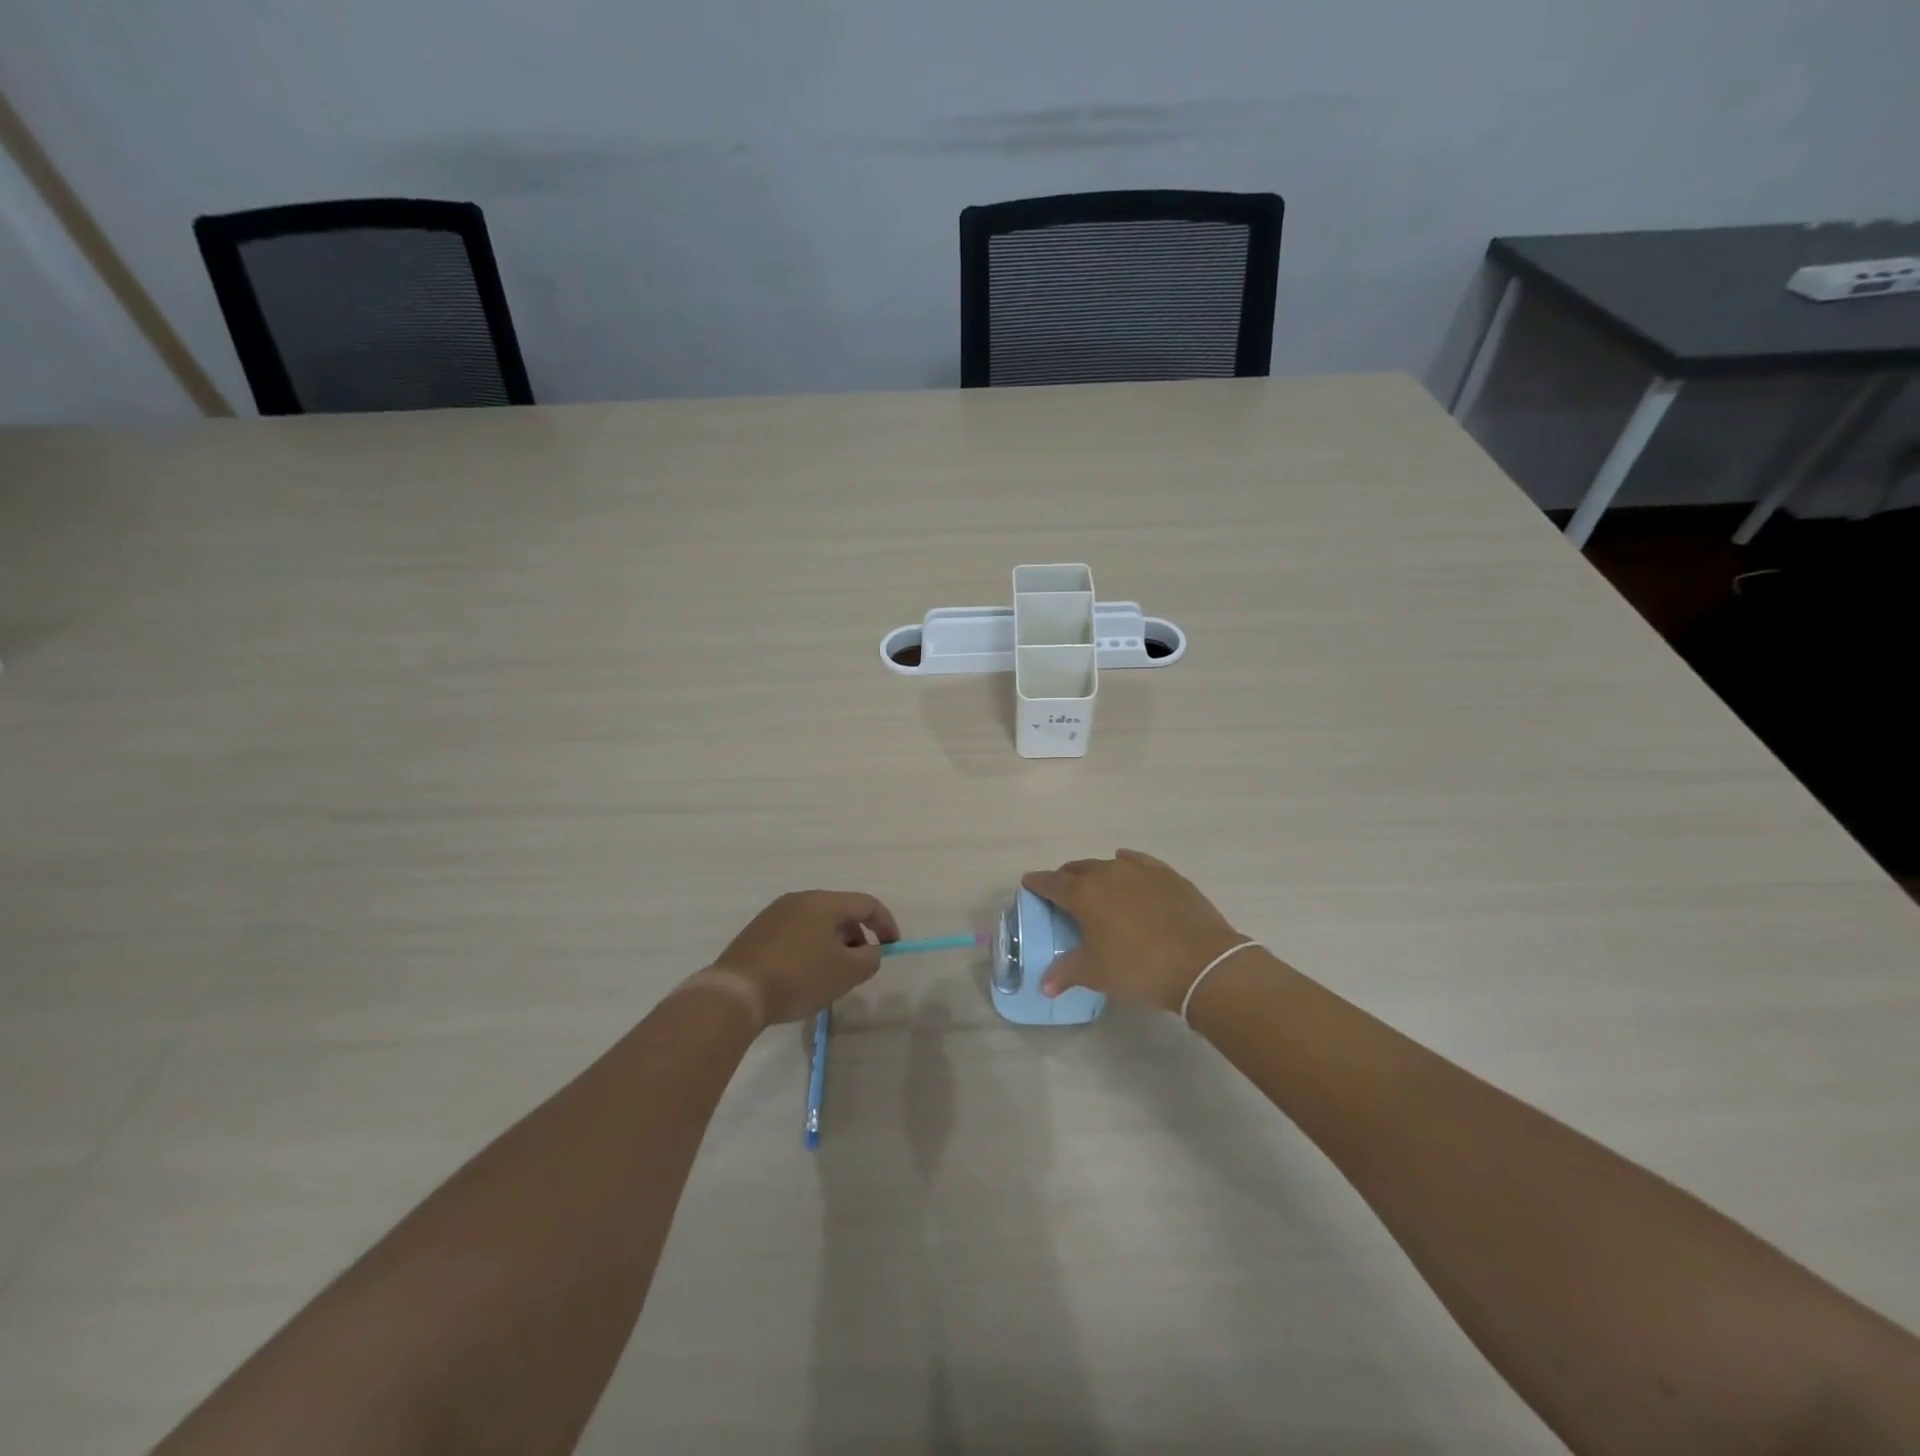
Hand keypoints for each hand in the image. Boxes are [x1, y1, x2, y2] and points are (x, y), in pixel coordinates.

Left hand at [700, 890, 900, 1027]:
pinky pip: (795, 933)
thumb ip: (869, 958)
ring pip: (816, 923)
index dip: (886, 924)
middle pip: (840, 911)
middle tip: (860, 964)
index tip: (893, 947)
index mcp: (823, 902)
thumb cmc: (798, 978)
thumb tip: (869, 951)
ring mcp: (774, 914)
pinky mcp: (756, 932)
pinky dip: (809, 948)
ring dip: (832, 943)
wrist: (736, 993)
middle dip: (857, 935)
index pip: (866, 904)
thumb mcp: (846, 973)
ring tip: (832, 973)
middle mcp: (799, 899)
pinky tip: (803, 975)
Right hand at [1021, 849, 1249, 1012]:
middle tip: (1063, 893)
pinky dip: (1127, 865)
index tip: (1029, 883)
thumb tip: (1045, 984)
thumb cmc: (1139, 968)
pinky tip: (1128, 869)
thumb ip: (1066, 972)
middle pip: (1078, 869)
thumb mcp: (1096, 974)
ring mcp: (1140, 871)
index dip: (1038, 883)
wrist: (1202, 963)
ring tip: (1097, 888)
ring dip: (1097, 873)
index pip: (1052, 883)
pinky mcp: (1167, 875)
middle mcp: (1108, 874)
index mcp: (1084, 894)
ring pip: (1108, 864)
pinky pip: (1138, 862)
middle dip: (1066, 878)